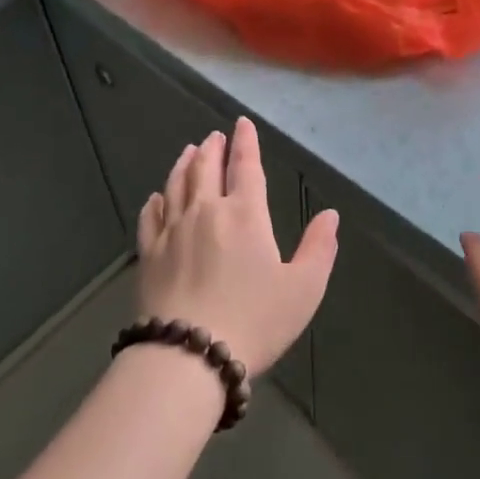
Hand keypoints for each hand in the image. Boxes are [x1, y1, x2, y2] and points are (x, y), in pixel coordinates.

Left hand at [135, 117, 339, 375]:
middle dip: (213, 148)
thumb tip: (330, 215)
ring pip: (176, 184)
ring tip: (189, 151)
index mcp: (245, 215)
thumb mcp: (303, 289)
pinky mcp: (149, 253)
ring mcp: (173, 231)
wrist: (189, 355)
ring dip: (184, 164)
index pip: (246, 167)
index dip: (246, 142)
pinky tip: (157, 196)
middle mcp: (206, 212)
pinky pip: (151, 216)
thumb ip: (319, 248)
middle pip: (206, 169)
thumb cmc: (255, 321)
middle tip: (215, 136)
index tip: (242, 123)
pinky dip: (156, 200)